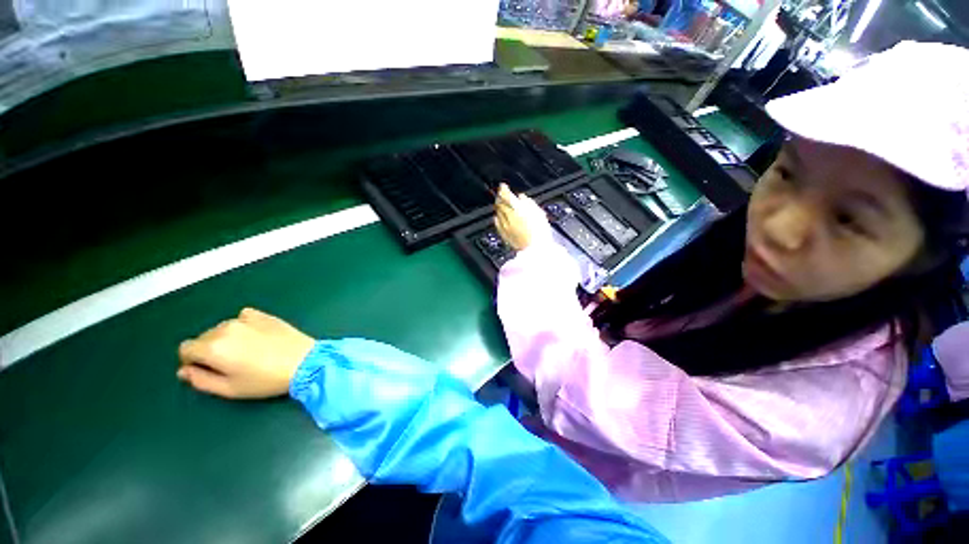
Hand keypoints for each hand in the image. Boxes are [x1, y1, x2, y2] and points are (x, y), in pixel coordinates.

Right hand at [177, 308, 315, 398]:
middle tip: (231, 364)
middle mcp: (225, 328)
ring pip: (223, 328)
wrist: (305, 361)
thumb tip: (184, 371)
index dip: (193, 361)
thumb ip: (200, 380)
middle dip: (210, 350)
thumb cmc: (265, 380)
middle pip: (204, 337)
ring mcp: (246, 319)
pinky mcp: (264, 315)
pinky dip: (244, 325)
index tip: (208, 369)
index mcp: (212, 347)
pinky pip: (244, 317)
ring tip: (248, 352)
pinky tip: (257, 337)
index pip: (185, 348)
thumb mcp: (229, 389)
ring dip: (227, 338)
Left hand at [493, 183, 550, 250]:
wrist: (536, 250)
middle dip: (499, 198)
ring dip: (498, 207)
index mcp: (518, 209)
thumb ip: (529, 203)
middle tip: (500, 194)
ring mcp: (505, 226)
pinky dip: (497, 218)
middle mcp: (509, 216)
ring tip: (499, 204)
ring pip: (498, 213)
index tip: (503, 186)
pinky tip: (497, 217)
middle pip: (500, 204)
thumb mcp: (539, 213)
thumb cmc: (540, 233)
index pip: (506, 195)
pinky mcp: (504, 234)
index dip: (503, 189)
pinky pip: (497, 224)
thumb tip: (522, 198)